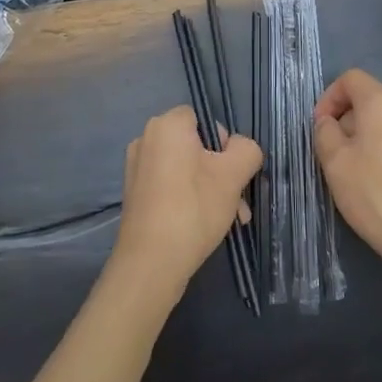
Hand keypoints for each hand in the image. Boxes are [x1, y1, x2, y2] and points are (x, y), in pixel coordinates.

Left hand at [112, 106, 261, 292]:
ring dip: (211, 188)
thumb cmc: (194, 208)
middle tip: (239, 201)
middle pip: (197, 146)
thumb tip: (240, 148)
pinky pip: (170, 185)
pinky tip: (205, 224)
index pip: (204, 118)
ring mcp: (136, 167)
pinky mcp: (135, 193)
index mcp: (166, 125)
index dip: (224, 142)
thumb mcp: (234, 175)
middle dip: (222, 172)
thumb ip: (247, 149)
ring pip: (186, 169)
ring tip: (230, 219)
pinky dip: (190, 198)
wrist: (151, 263)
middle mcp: (146, 139)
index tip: (232, 171)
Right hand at [314, 69, 381, 280]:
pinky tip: (376, 187)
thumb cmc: (374, 193)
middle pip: (367, 101)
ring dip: (362, 140)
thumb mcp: (335, 161)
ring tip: (351, 174)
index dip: (329, 97)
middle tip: (330, 155)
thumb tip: (329, 123)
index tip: (319, 127)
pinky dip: (381, 153)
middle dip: (344, 121)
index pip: (351, 78)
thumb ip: (325, 132)